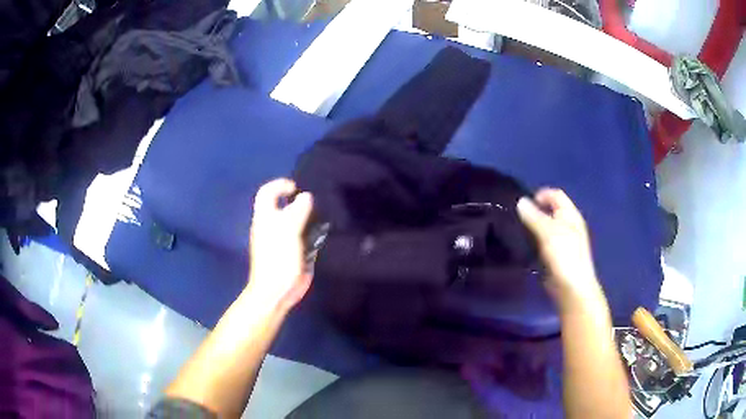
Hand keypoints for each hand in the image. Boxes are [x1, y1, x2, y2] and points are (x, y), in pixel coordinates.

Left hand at [247, 178, 313, 312]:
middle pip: (283, 206)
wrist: (277, 290)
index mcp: (265, 218)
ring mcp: (283, 240)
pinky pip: (303, 236)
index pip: (267, 193)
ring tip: (322, 217)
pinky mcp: (293, 252)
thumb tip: (305, 196)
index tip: (296, 188)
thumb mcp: (288, 231)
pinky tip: (323, 234)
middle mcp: (272, 226)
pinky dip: (312, 232)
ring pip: (295, 221)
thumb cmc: (278, 259)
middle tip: (316, 203)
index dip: (279, 185)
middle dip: (298, 201)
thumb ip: (297, 211)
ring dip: (308, 217)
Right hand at [516, 188, 601, 305]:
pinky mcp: (557, 257)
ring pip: (546, 228)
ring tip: (517, 232)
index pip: (556, 195)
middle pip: (551, 211)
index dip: (540, 195)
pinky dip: (535, 242)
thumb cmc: (564, 256)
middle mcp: (569, 225)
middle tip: (517, 218)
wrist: (572, 288)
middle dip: (534, 212)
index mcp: (571, 215)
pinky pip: (544, 243)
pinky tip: (525, 248)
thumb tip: (520, 201)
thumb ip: (534, 216)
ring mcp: (564, 242)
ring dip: (533, 228)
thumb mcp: (548, 232)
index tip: (522, 204)